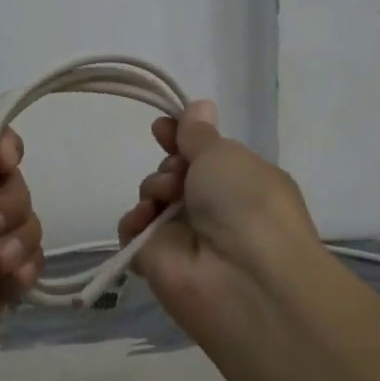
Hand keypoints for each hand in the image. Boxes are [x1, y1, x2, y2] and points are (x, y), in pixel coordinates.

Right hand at [117, 100, 320, 339]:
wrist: (243, 276)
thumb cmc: (245, 202)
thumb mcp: (225, 155)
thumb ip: (200, 134)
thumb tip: (200, 105)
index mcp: (241, 181)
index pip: (204, 154)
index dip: (181, 138)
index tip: (161, 127)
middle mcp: (214, 208)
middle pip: (175, 173)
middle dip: (169, 164)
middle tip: (177, 173)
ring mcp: (185, 237)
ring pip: (153, 198)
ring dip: (153, 188)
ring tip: (165, 198)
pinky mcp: (157, 262)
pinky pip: (134, 231)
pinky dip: (134, 221)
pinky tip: (145, 220)